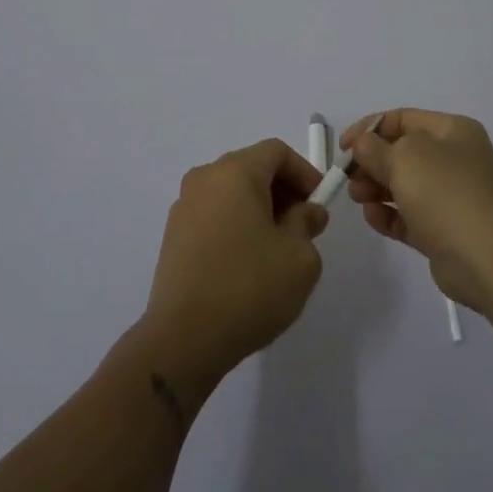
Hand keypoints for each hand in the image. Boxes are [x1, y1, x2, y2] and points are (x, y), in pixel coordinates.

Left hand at [139, 139, 329, 393]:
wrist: (183, 339)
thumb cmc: (249, 288)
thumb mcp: (299, 257)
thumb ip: (307, 223)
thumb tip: (305, 212)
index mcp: (235, 172)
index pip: (276, 152)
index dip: (304, 172)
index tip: (318, 204)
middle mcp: (205, 178)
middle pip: (252, 168)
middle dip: (283, 191)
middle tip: (303, 227)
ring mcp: (184, 206)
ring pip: (232, 192)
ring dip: (259, 209)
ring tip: (277, 249)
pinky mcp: (173, 236)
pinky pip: (214, 215)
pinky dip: (236, 225)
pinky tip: (247, 264)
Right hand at [341, 109, 492, 314]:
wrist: (488, 259)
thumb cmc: (446, 193)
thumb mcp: (404, 157)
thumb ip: (375, 148)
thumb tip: (363, 146)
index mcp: (452, 131)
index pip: (403, 118)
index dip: (369, 128)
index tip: (343, 147)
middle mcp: (455, 159)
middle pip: (402, 152)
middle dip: (371, 162)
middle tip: (347, 177)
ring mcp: (452, 197)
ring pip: (404, 185)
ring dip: (376, 188)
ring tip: (358, 198)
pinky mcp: (445, 232)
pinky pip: (409, 216)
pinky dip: (389, 215)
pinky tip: (372, 217)